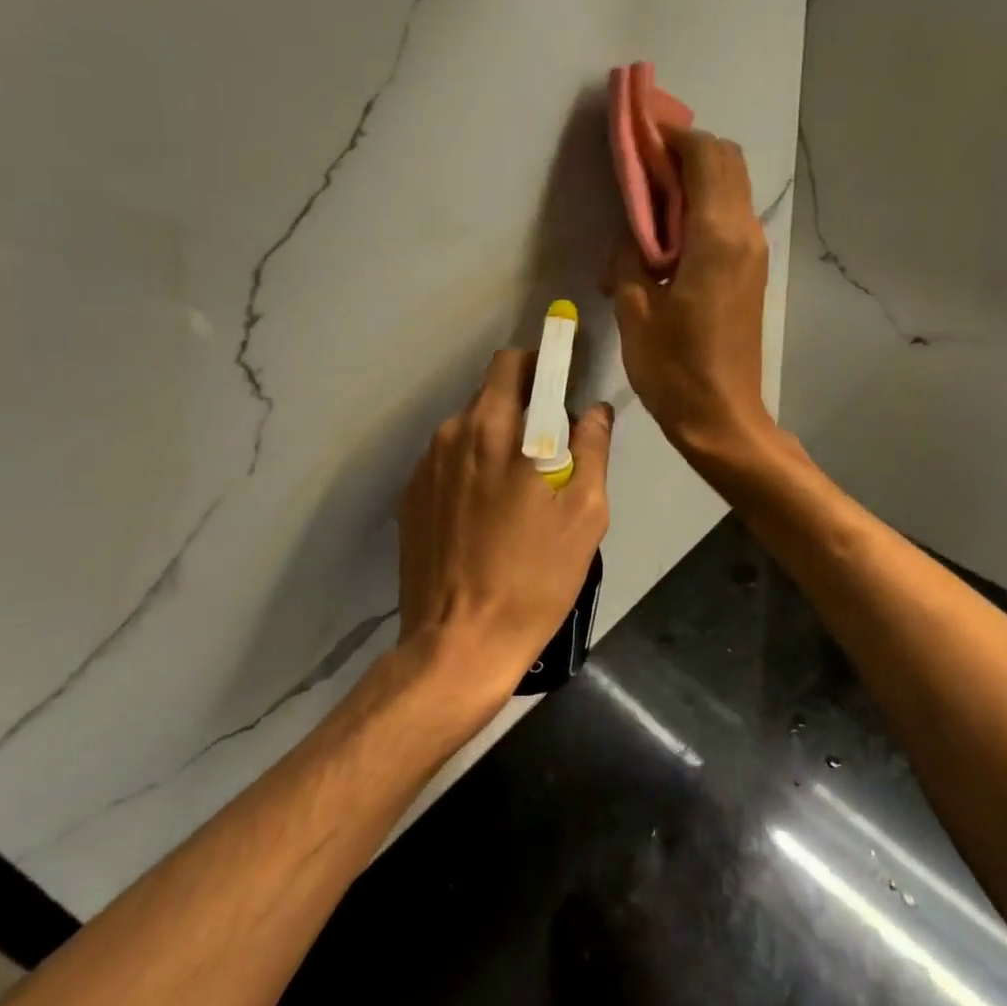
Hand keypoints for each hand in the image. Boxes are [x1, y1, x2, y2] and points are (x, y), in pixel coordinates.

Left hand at [398, 349, 613, 704]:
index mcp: (499, 430)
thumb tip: (595, 411)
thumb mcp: (584, 517)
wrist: (458, 644)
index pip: (516, 364)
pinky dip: (470, 467)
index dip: (542, 361)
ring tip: (516, 486)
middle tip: (548, 442)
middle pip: (491, 392)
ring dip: (495, 436)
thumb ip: (592, 451)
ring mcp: (426, 465)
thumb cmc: (533, 579)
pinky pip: (448, 460)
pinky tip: (484, 512)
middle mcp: (455, 434)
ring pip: (468, 426)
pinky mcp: (411, 495)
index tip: (561, 375)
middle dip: (522, 400)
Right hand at [604, 127, 776, 469]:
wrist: (722, 417)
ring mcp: (753, 252)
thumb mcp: (635, 309)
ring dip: (695, 176)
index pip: (705, 157)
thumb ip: (631, 254)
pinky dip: (703, 203)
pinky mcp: (751, 270)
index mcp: (716, 238)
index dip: (672, 136)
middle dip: (686, 149)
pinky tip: (668, 229)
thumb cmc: (673, 369)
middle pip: (727, 161)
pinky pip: (730, 215)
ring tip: (651, 193)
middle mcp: (744, 234)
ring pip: (732, 186)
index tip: (638, 135)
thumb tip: (634, 227)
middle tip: (643, 162)